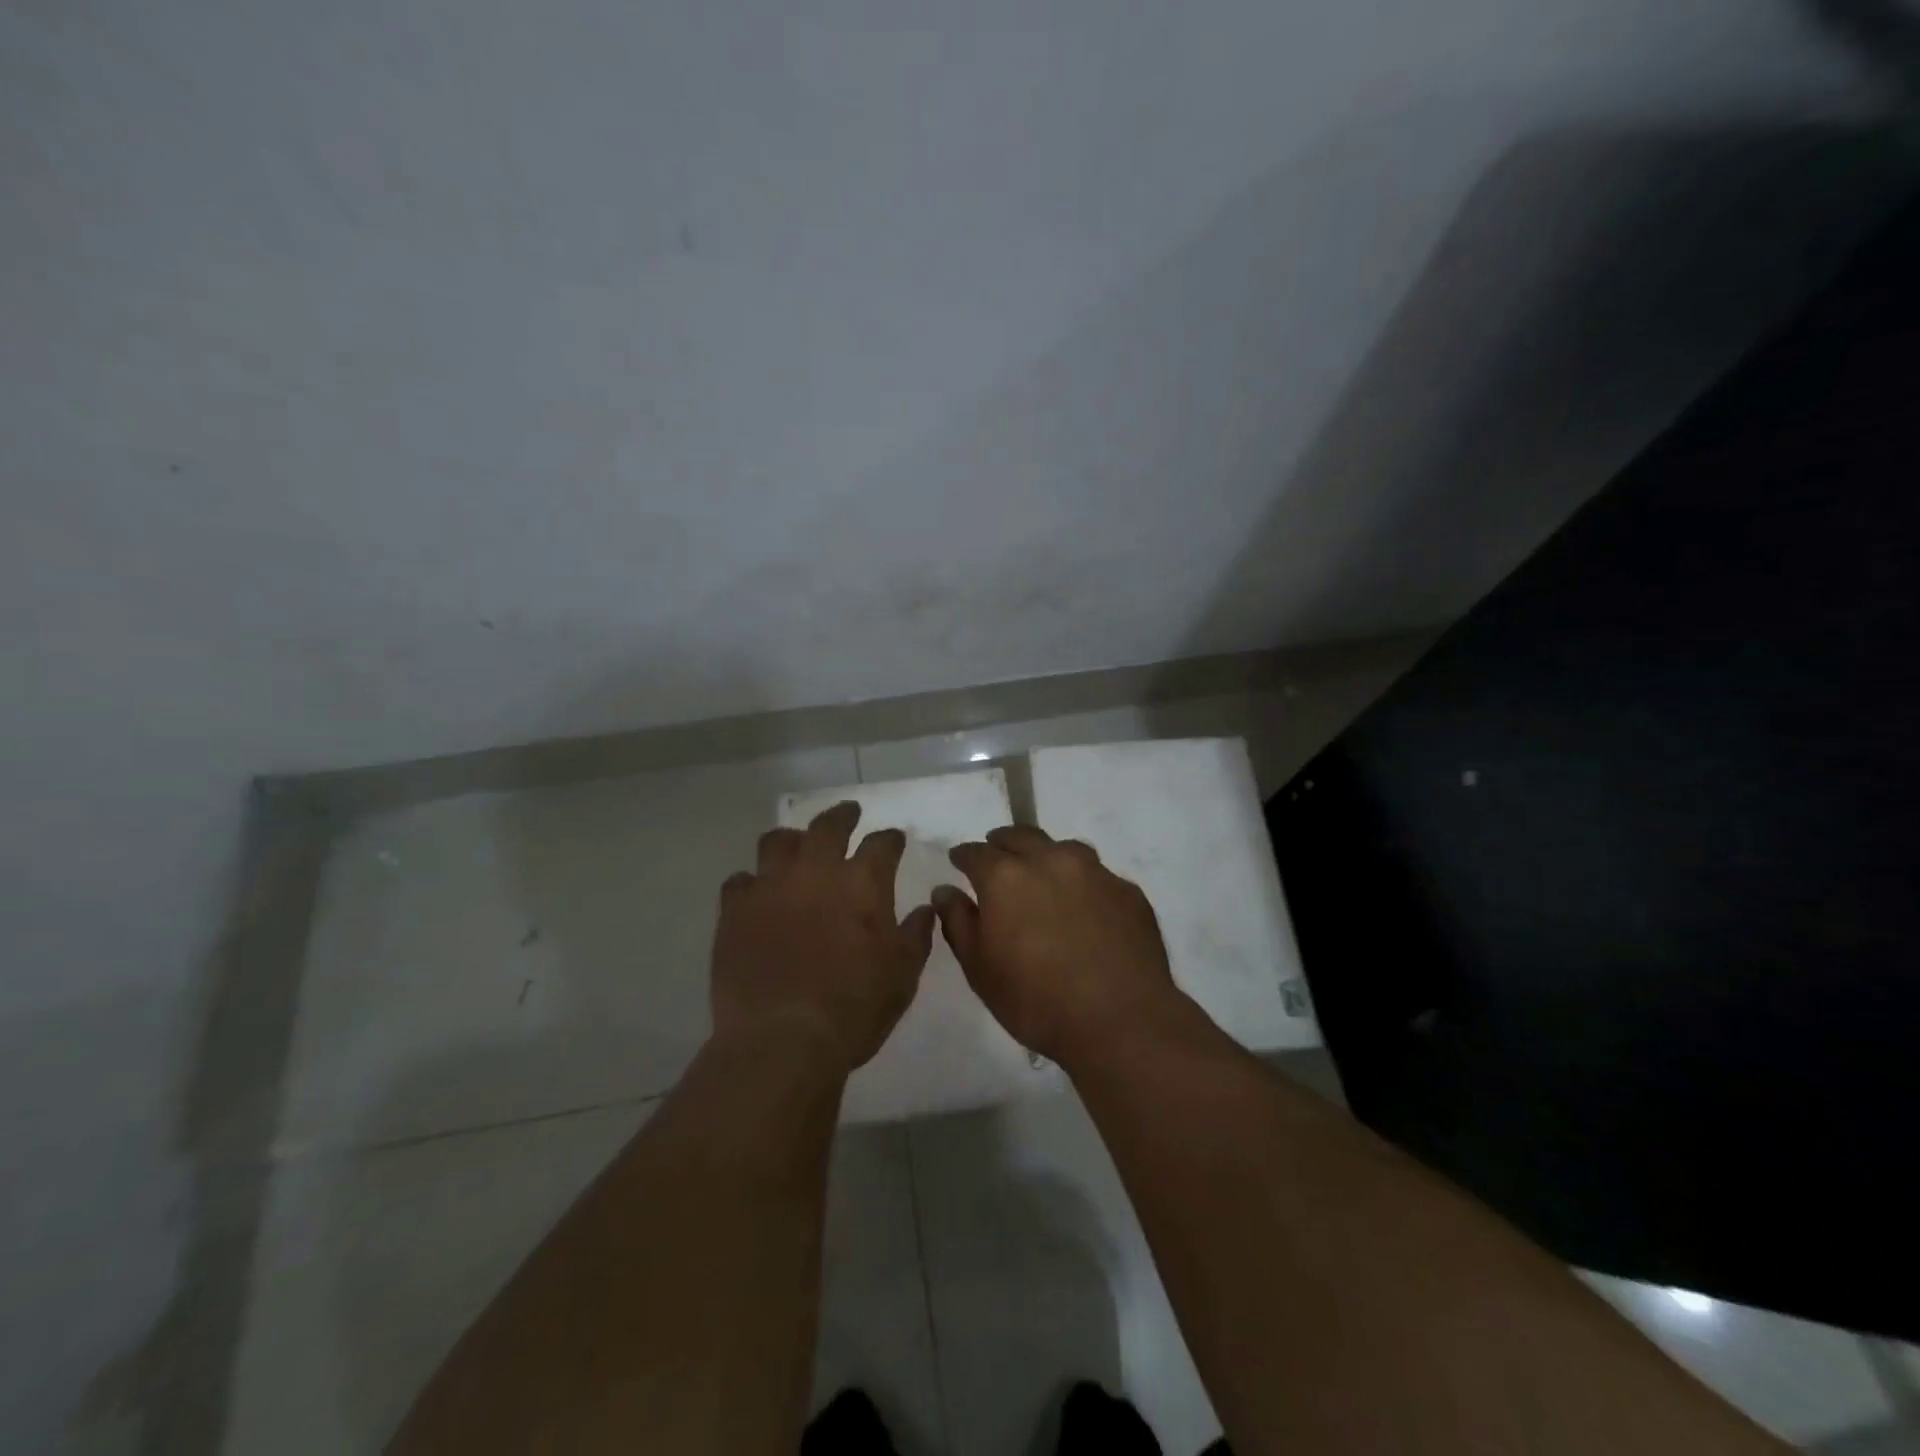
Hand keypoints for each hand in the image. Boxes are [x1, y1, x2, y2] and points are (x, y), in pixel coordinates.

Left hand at [711, 802, 936, 1076]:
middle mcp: (816, 871)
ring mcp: (770, 887)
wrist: (782, 1040)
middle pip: (828, 825)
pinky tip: (757, 894)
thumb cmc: (854, 1009)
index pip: (882, 843)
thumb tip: (926, 909)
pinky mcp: (735, 910)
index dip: (890, 838)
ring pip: (777, 841)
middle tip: (848, 813)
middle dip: (843, 815)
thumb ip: (916, 935)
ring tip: (797, 846)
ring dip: (792, 839)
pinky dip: (752, 883)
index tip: (894, 839)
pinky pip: (740, 881)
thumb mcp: (902, 976)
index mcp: (862, 883)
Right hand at [932, 825, 1185, 1067]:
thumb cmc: (1036, 1001)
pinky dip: (1082, 884)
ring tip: (1042, 877)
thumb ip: (958, 922)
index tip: (959, 862)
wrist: (1121, 1022)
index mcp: (1006, 877)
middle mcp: (1051, 861)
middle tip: (997, 858)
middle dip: (1003, 844)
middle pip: (1021, 837)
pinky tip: (1085, 908)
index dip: (964, 856)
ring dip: (1046, 856)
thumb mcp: (980, 970)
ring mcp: (1095, 872)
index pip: (976, 852)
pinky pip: (1098, 876)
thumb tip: (944, 891)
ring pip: (1063, 849)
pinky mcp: (1128, 891)